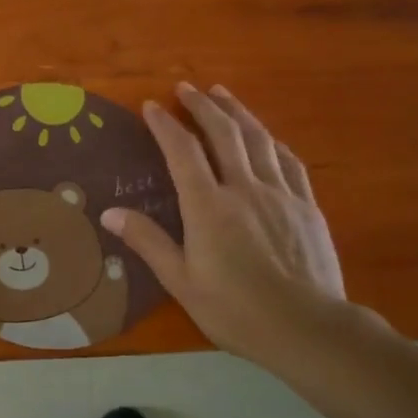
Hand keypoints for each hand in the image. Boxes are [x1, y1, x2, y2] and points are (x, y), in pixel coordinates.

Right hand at [103, 81, 348, 364]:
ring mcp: (281, 193)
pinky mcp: (307, 206)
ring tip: (223, 94)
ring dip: (237, 112)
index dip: (165, 125)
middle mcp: (244, 188)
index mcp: (208, 206)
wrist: (309, 329)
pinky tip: (267, 137)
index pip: (182, 152)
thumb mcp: (182, 282)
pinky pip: (288, 161)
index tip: (151, 105)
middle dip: (202, 106)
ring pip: (259, 139)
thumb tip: (109, 213)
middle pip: (224, 133)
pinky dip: (271, 140)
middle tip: (187, 88)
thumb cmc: (237, 310)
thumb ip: (148, 242)